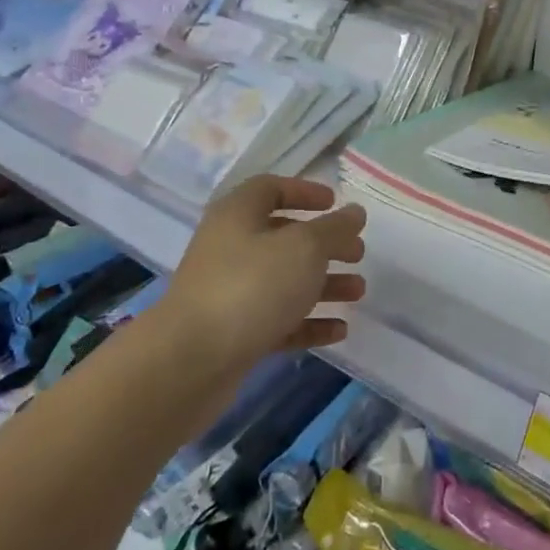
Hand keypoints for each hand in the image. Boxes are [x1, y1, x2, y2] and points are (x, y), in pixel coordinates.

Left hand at [162, 177, 366, 376]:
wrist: (192, 360)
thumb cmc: (252, 286)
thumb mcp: (305, 247)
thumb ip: (335, 228)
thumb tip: (354, 212)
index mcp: (239, 215)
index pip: (271, 189)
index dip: (305, 191)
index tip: (336, 203)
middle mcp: (230, 248)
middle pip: (283, 237)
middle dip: (324, 244)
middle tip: (357, 254)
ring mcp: (230, 292)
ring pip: (284, 281)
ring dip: (323, 284)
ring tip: (358, 292)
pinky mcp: (234, 333)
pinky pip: (278, 320)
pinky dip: (308, 322)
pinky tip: (339, 331)